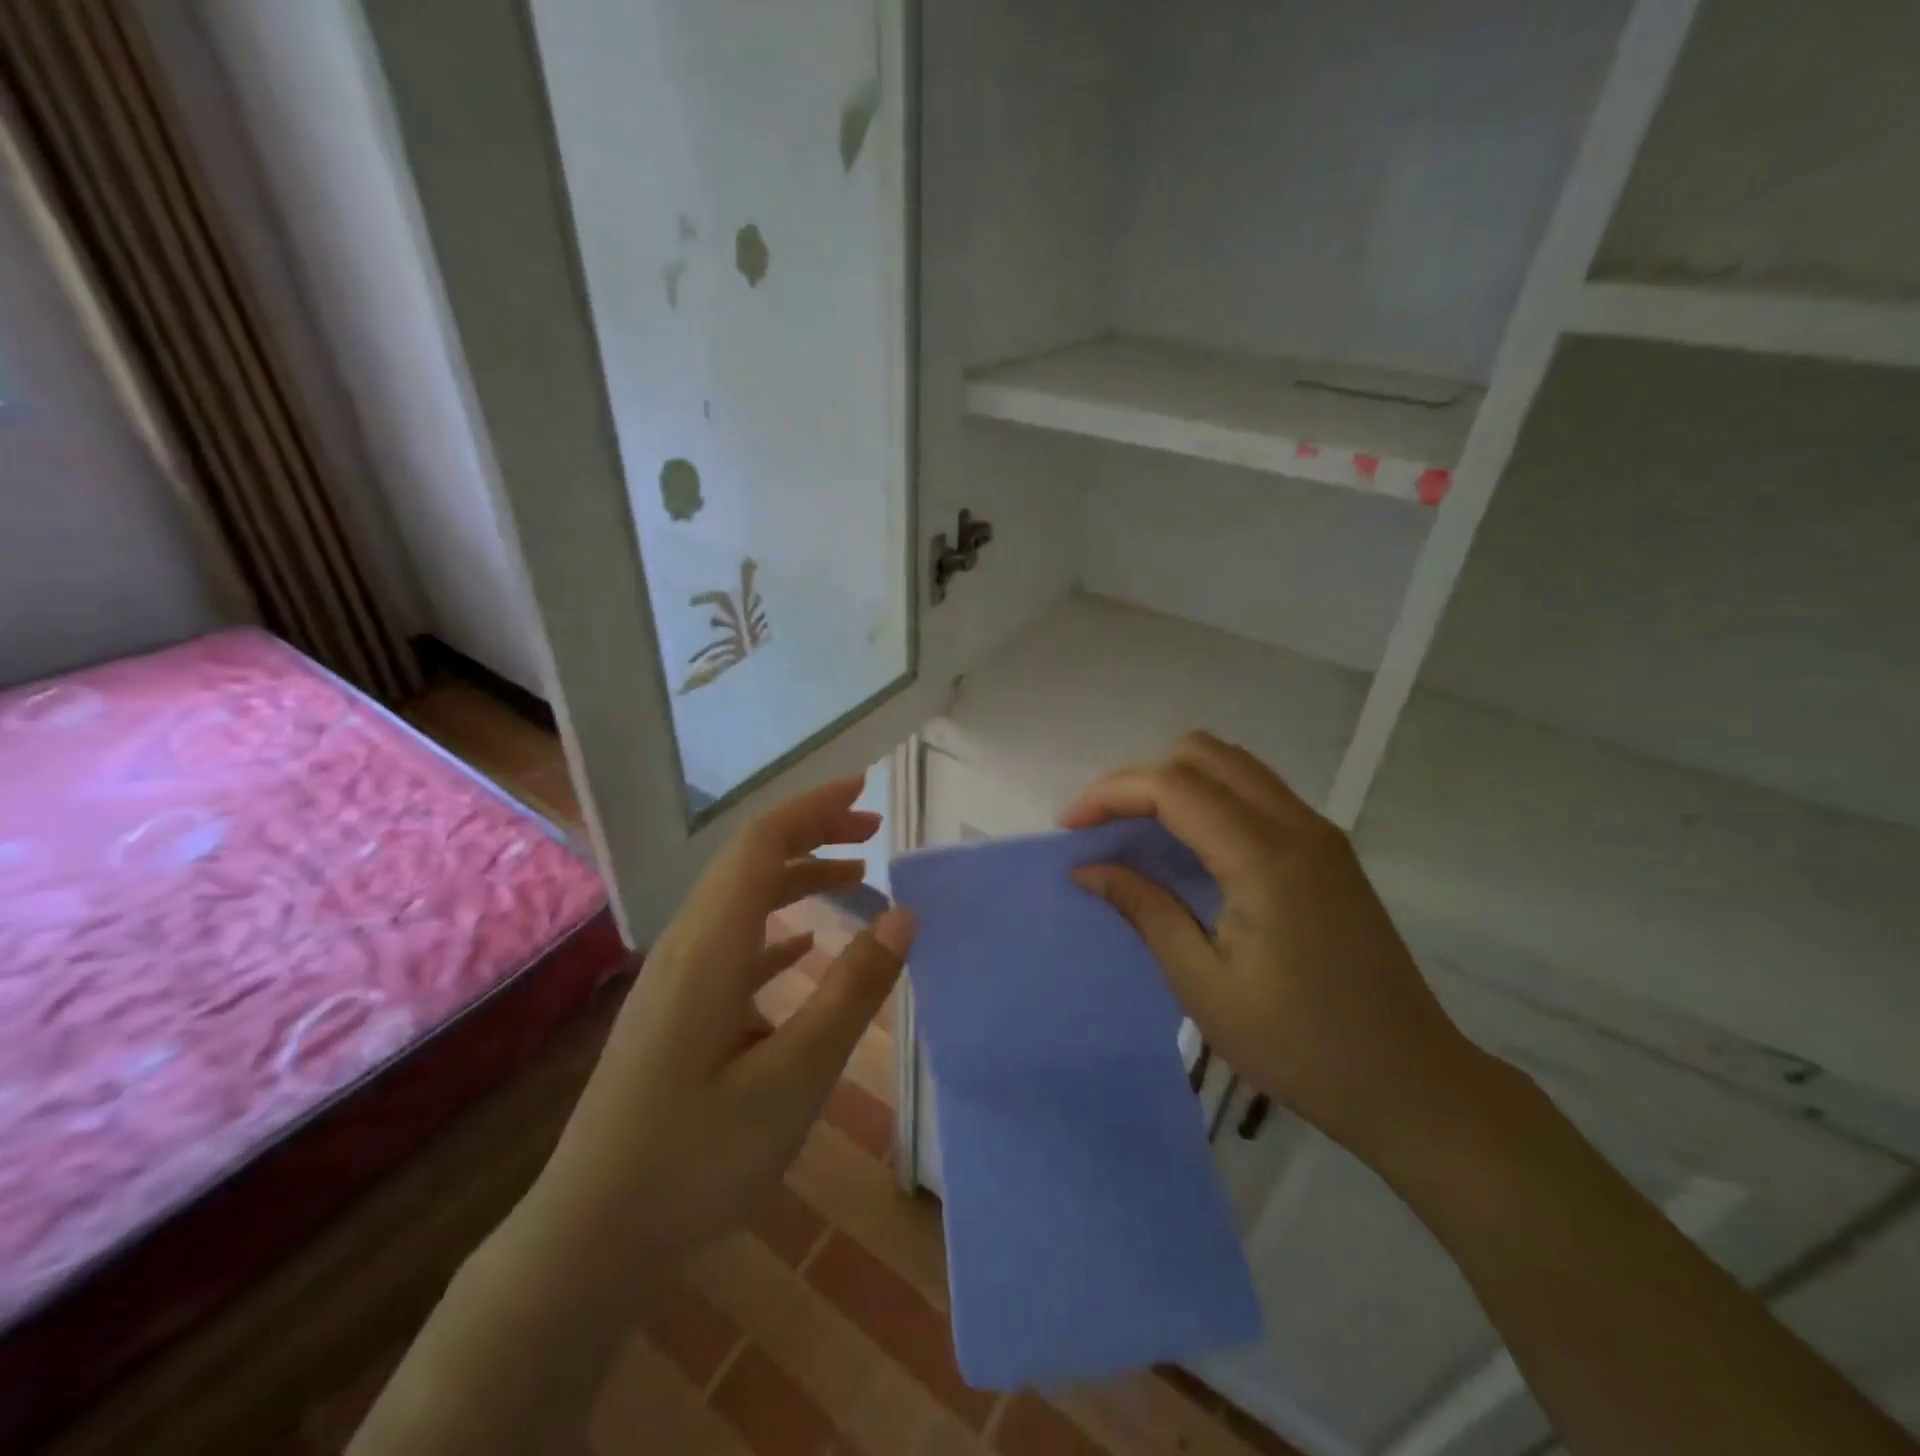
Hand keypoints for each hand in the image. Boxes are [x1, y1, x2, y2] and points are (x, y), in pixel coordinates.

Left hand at [524, 775, 914, 1285]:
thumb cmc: (694, 1159)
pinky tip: (803, 947)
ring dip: (797, 877)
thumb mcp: (793, 1078)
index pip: (762, 844)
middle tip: (872, 830)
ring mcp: (677, 981)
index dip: (813, 808)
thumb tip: (902, 916)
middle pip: (751, 860)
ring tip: (856, 877)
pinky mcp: (676, 1013)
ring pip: (742, 900)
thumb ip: (851, 993)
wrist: (588, 1239)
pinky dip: (776, 928)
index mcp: (711, 947)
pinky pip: (732, 944)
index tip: (864, 791)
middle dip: (812, 832)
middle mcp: (688, 947)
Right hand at [1062, 732, 1488, 1163]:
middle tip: (1104, 827)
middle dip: (1141, 778)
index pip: (1173, 786)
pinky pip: (1257, 793)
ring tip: (1136, 830)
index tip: (1070, 827)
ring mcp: (1321, 835)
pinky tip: (1188, 845)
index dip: (1111, 794)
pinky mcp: (1329, 852)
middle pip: (1205, 754)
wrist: (1412, 1083)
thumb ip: (1145, 909)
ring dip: (1176, 782)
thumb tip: (1088, 868)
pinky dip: (1210, 798)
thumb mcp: (1203, 984)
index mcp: (1265, 858)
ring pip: (1234, 766)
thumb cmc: (1299, 1045)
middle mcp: (1297, 826)